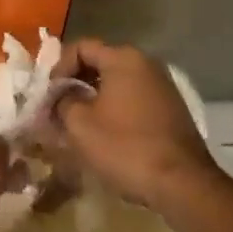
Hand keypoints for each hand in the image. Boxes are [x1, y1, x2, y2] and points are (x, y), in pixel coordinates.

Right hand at [52, 40, 217, 212]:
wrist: (183, 183)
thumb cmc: (126, 147)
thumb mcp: (81, 126)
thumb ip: (62, 102)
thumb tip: (60, 97)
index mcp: (123, 58)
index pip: (80, 47)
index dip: (59, 68)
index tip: (49, 95)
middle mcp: (145, 62)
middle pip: (100, 62)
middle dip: (76, 84)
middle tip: (59, 109)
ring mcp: (162, 84)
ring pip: (117, 82)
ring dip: (95, 98)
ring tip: (79, 124)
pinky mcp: (171, 107)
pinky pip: (134, 98)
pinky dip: (116, 108)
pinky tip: (106, 133)